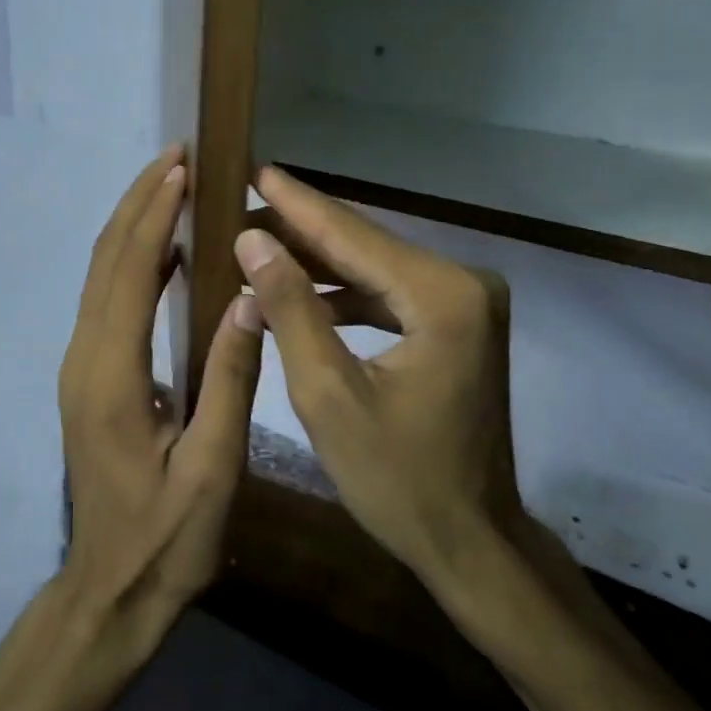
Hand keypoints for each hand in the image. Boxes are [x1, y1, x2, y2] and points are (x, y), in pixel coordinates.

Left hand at [57, 146, 263, 648]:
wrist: (110, 589)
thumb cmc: (167, 538)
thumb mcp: (211, 467)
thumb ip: (229, 378)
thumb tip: (250, 296)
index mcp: (111, 375)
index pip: (128, 273)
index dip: (154, 216)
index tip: (180, 168)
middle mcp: (85, 358)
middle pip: (104, 261)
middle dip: (137, 203)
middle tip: (174, 157)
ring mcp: (81, 367)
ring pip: (100, 276)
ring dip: (132, 226)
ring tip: (171, 187)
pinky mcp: (89, 378)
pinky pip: (107, 301)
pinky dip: (132, 261)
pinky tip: (166, 253)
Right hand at [234, 166, 527, 592]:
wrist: (470, 540)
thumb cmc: (398, 480)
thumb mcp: (328, 395)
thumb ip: (290, 309)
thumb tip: (252, 240)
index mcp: (441, 296)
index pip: (352, 236)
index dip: (296, 204)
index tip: (253, 170)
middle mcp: (463, 283)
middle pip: (365, 245)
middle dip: (301, 229)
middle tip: (241, 205)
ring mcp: (465, 302)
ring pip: (374, 268)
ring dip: (317, 262)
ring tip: (255, 245)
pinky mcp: (456, 322)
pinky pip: (388, 293)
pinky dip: (343, 293)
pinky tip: (298, 291)